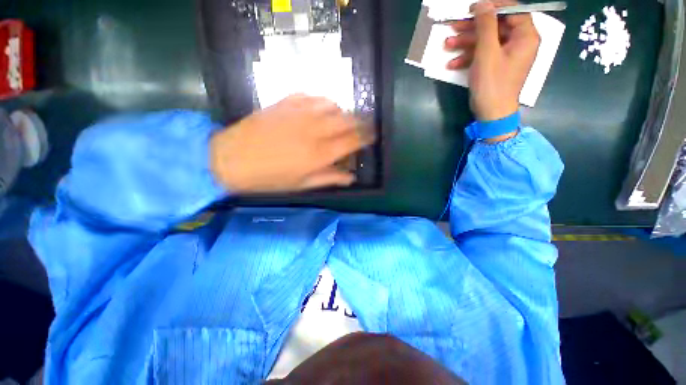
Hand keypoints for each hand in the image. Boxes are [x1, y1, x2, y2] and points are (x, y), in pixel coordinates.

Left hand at [210, 95, 374, 192]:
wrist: (231, 159)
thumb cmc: (269, 178)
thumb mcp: (301, 185)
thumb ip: (329, 178)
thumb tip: (351, 177)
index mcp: (320, 153)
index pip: (353, 140)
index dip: (367, 137)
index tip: (373, 136)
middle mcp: (315, 130)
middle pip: (347, 120)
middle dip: (361, 121)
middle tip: (364, 125)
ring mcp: (299, 113)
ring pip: (332, 105)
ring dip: (342, 111)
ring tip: (342, 118)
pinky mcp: (284, 103)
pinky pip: (311, 96)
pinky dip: (321, 101)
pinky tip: (321, 108)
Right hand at [444, 0, 539, 120]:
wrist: (491, 114)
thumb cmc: (493, 84)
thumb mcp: (487, 53)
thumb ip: (486, 26)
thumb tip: (483, 4)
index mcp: (526, 36)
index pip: (513, 10)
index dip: (493, 6)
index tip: (473, 8)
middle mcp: (519, 42)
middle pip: (496, 26)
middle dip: (473, 27)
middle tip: (453, 26)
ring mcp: (507, 55)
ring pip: (487, 41)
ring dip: (466, 43)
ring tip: (447, 45)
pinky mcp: (496, 66)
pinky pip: (484, 55)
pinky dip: (468, 58)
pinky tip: (452, 64)